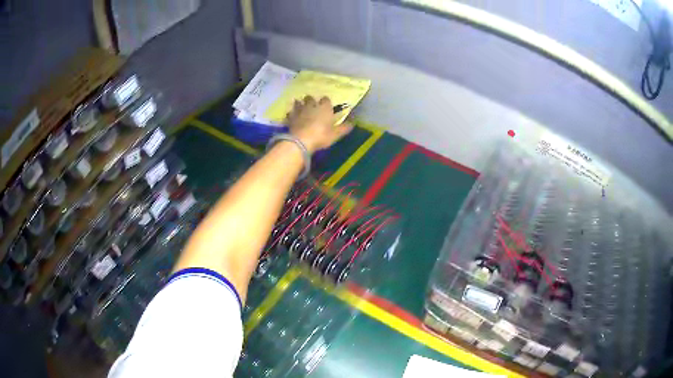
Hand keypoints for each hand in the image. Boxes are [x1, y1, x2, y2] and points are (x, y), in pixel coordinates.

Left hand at [286, 96, 352, 152]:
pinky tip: (292, 117)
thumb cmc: (321, 136)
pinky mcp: (290, 118)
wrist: (301, 141)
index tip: (327, 106)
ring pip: (298, 103)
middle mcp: (311, 105)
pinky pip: (290, 113)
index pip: (326, 99)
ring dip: (300, 104)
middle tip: (312, 106)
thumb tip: (353, 122)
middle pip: (310, 98)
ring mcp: (299, 110)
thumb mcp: (336, 134)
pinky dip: (291, 114)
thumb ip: (344, 127)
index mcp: (324, 107)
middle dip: (311, 100)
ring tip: (301, 108)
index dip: (326, 102)